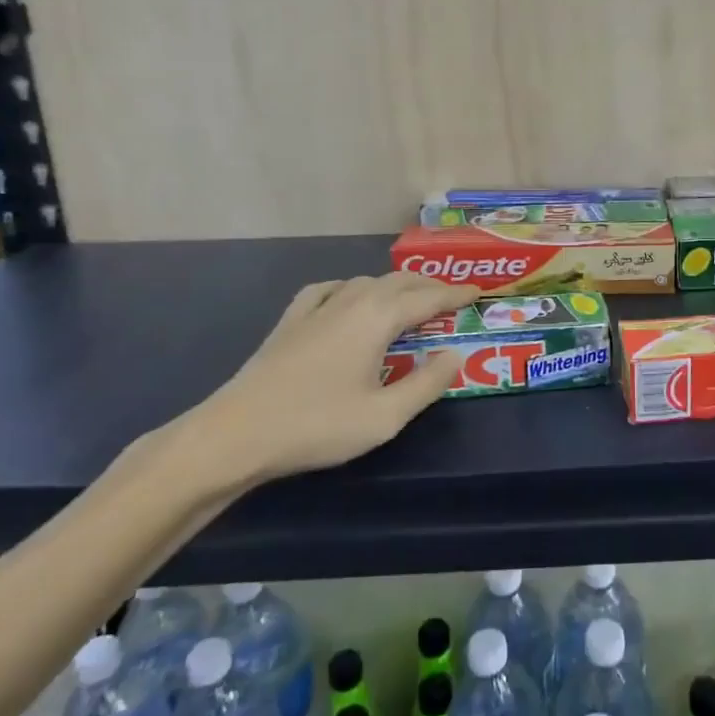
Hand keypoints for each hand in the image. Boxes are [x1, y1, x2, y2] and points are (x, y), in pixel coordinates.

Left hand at [162, 273, 477, 494]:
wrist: (236, 434)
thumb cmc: (317, 426)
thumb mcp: (385, 416)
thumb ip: (427, 383)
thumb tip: (456, 355)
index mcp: (378, 318)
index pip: (428, 298)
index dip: (456, 295)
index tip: (478, 292)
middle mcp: (351, 300)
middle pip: (399, 282)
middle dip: (429, 286)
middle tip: (451, 298)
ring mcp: (316, 308)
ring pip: (366, 281)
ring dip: (395, 286)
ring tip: (409, 299)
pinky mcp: (290, 321)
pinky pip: (329, 289)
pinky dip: (350, 288)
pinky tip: (347, 298)